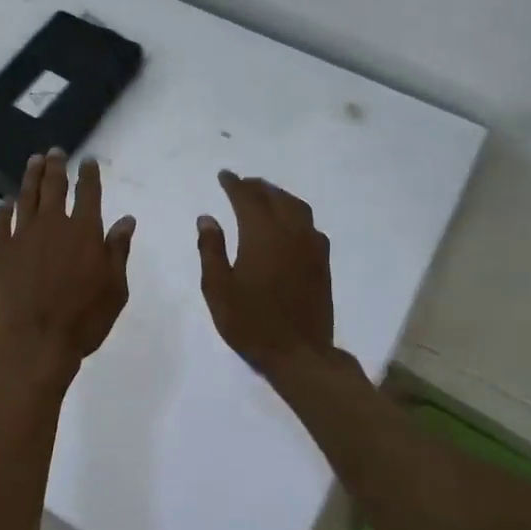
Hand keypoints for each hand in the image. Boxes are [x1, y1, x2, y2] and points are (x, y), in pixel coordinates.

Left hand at [0, 150, 135, 370]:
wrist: (34, 341)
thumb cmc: (83, 319)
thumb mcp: (115, 288)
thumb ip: (118, 251)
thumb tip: (126, 220)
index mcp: (85, 232)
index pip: (89, 193)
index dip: (89, 174)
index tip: (87, 160)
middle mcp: (53, 225)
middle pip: (54, 187)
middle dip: (56, 166)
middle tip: (55, 151)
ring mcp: (23, 236)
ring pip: (27, 197)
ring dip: (31, 177)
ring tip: (33, 161)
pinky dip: (2, 210)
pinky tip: (4, 203)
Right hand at [197, 171, 333, 377]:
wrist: (299, 353)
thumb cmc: (250, 323)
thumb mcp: (218, 289)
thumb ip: (211, 249)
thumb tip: (207, 218)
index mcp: (262, 235)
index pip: (247, 199)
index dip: (234, 184)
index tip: (224, 176)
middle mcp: (290, 233)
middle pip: (275, 198)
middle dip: (257, 187)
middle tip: (242, 183)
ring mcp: (311, 247)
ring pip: (297, 208)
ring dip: (279, 196)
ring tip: (265, 196)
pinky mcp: (322, 263)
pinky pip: (310, 226)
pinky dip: (296, 214)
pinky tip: (290, 224)